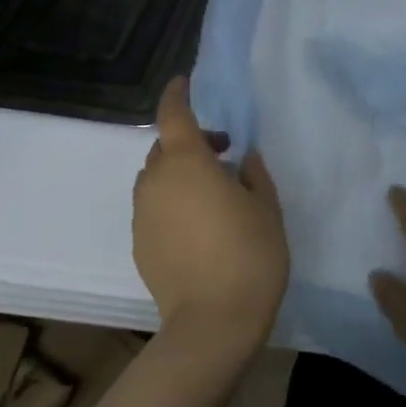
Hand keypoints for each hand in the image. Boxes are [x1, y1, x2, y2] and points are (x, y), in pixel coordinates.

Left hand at [133, 78, 289, 363]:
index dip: (177, 94)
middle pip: (164, 147)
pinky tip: (197, 227)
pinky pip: (153, 207)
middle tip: (223, 155)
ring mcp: (142, 214)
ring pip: (156, 179)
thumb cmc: (249, 255)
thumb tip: (245, 158)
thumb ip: (255, 174)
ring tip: (210, 194)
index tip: (185, 83)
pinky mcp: (138, 243)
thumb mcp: (266, 208)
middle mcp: (156, 181)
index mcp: (187, 162)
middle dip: (189, 141)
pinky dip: (170, 202)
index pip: (173, 114)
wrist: (212, 323)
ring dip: (178, 174)